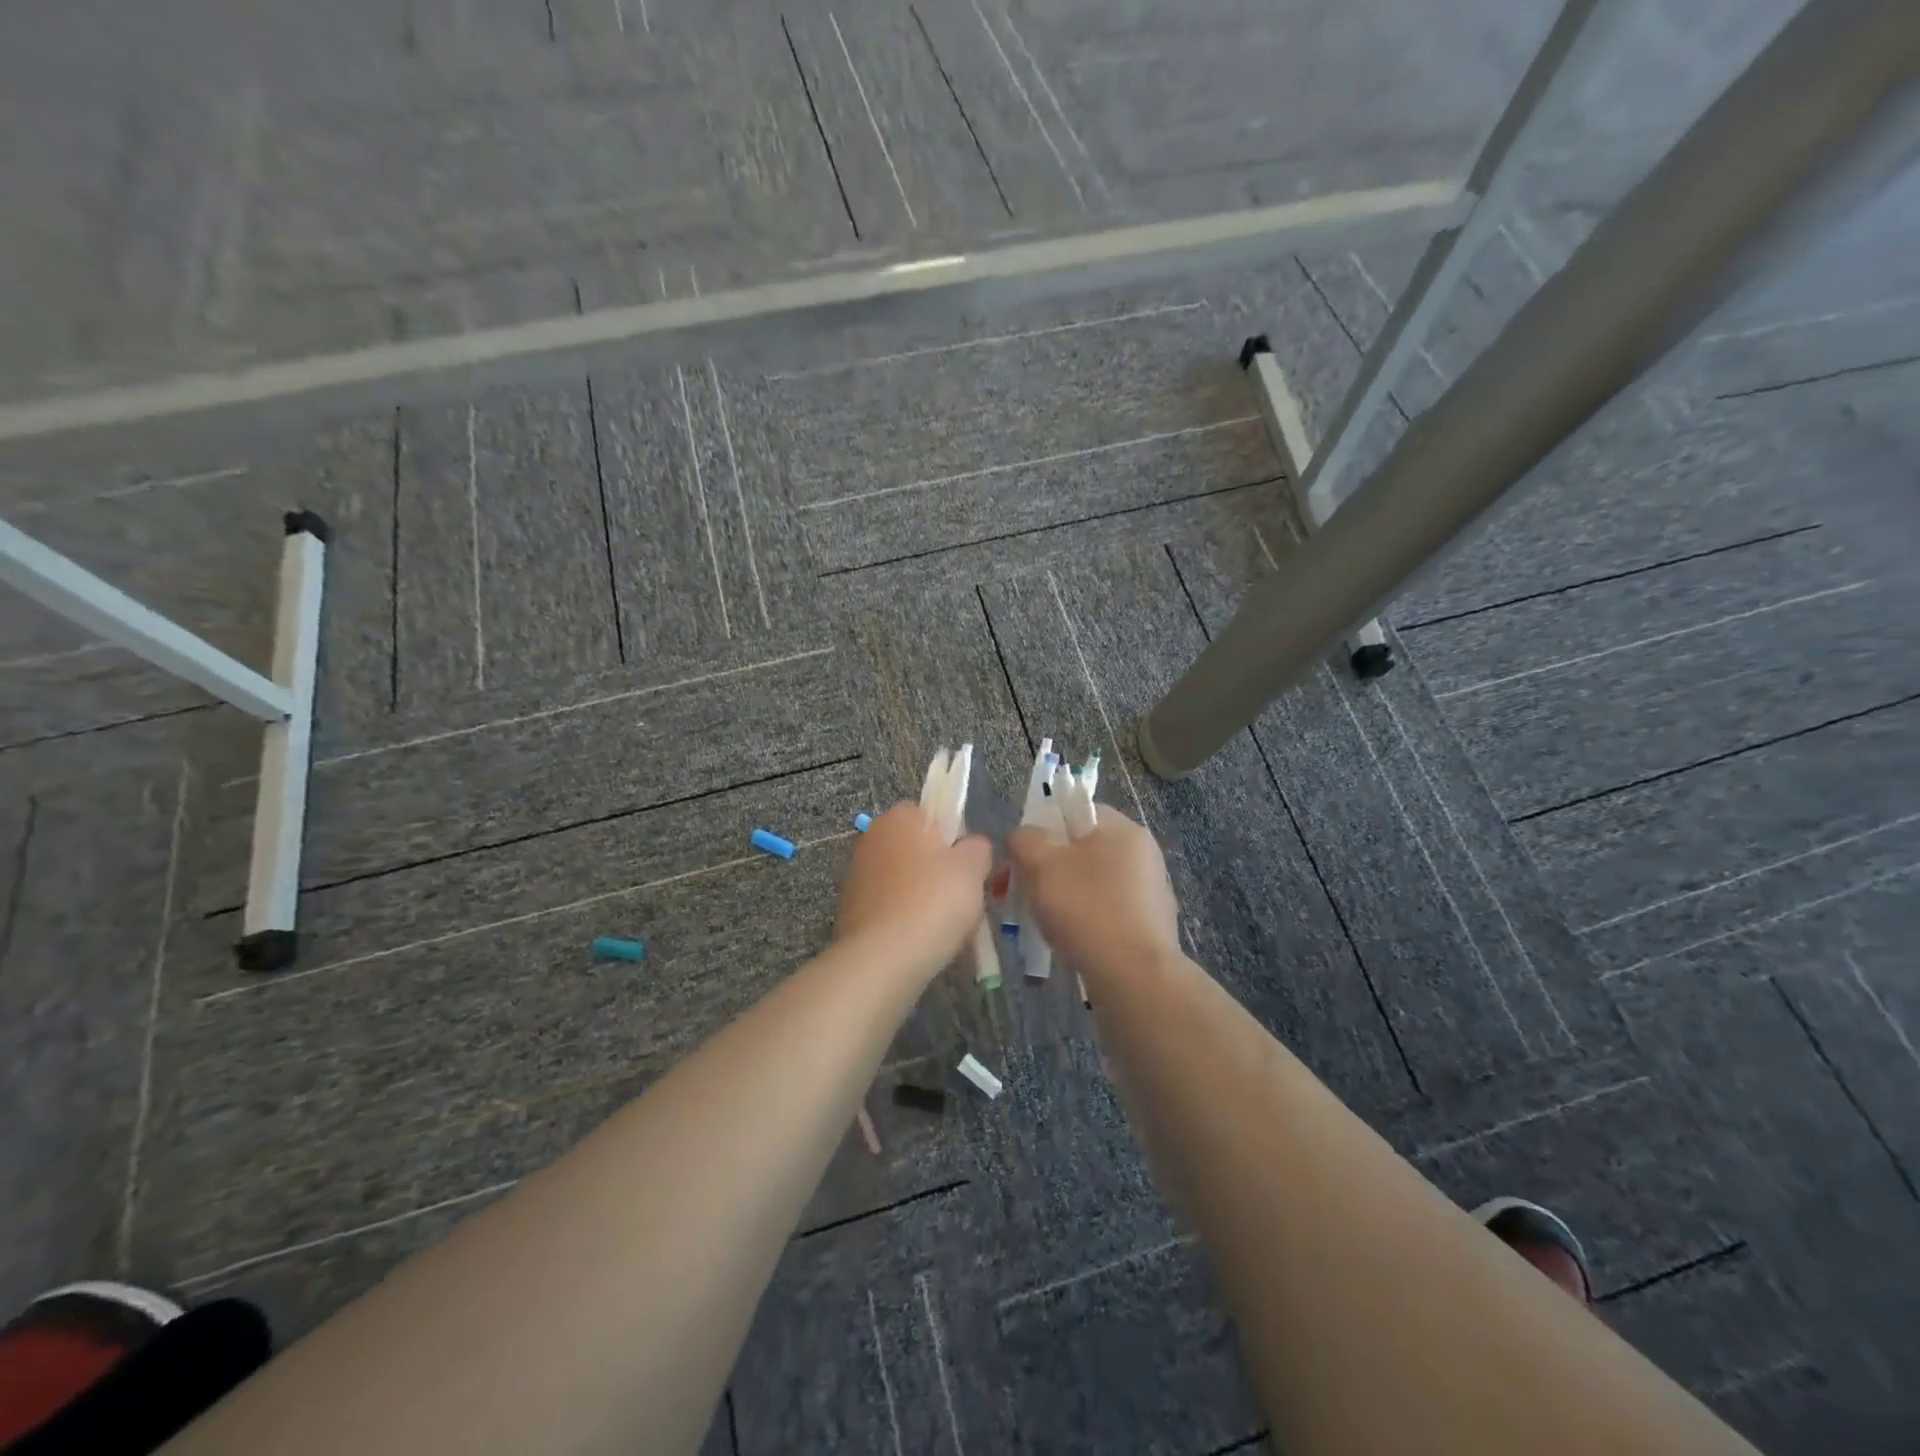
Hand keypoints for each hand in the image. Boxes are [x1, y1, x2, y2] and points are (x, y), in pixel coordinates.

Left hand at [833, 803, 991, 970]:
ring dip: (922, 895)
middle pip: (917, 847)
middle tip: (962, 896)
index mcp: (899, 818)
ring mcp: (857, 874)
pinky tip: (921, 939)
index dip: (954, 836)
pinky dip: (905, 918)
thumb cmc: (933, 901)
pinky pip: (890, 906)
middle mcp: (872, 838)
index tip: (968, 865)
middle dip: (938, 869)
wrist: (883, 958)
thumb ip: (978, 848)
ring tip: (944, 925)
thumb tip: (971, 847)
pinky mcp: (850, 909)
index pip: (930, 813)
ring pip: (904, 879)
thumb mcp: (973, 868)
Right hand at [1008, 808, 1179, 976]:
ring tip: (1041, 921)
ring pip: (1092, 884)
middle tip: (1024, 890)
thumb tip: (1025, 838)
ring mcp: (1149, 892)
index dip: (1044, 827)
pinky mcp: (1149, 927)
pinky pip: (1106, 913)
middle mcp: (1143, 854)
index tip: (1024, 856)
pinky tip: (1068, 941)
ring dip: (1065, 897)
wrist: (1133, 977)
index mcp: (1123, 829)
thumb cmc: (1086, 908)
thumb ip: (1025, 839)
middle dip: (1050, 868)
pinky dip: (1084, 921)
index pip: (1077, 811)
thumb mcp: (1040, 864)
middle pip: (1083, 849)